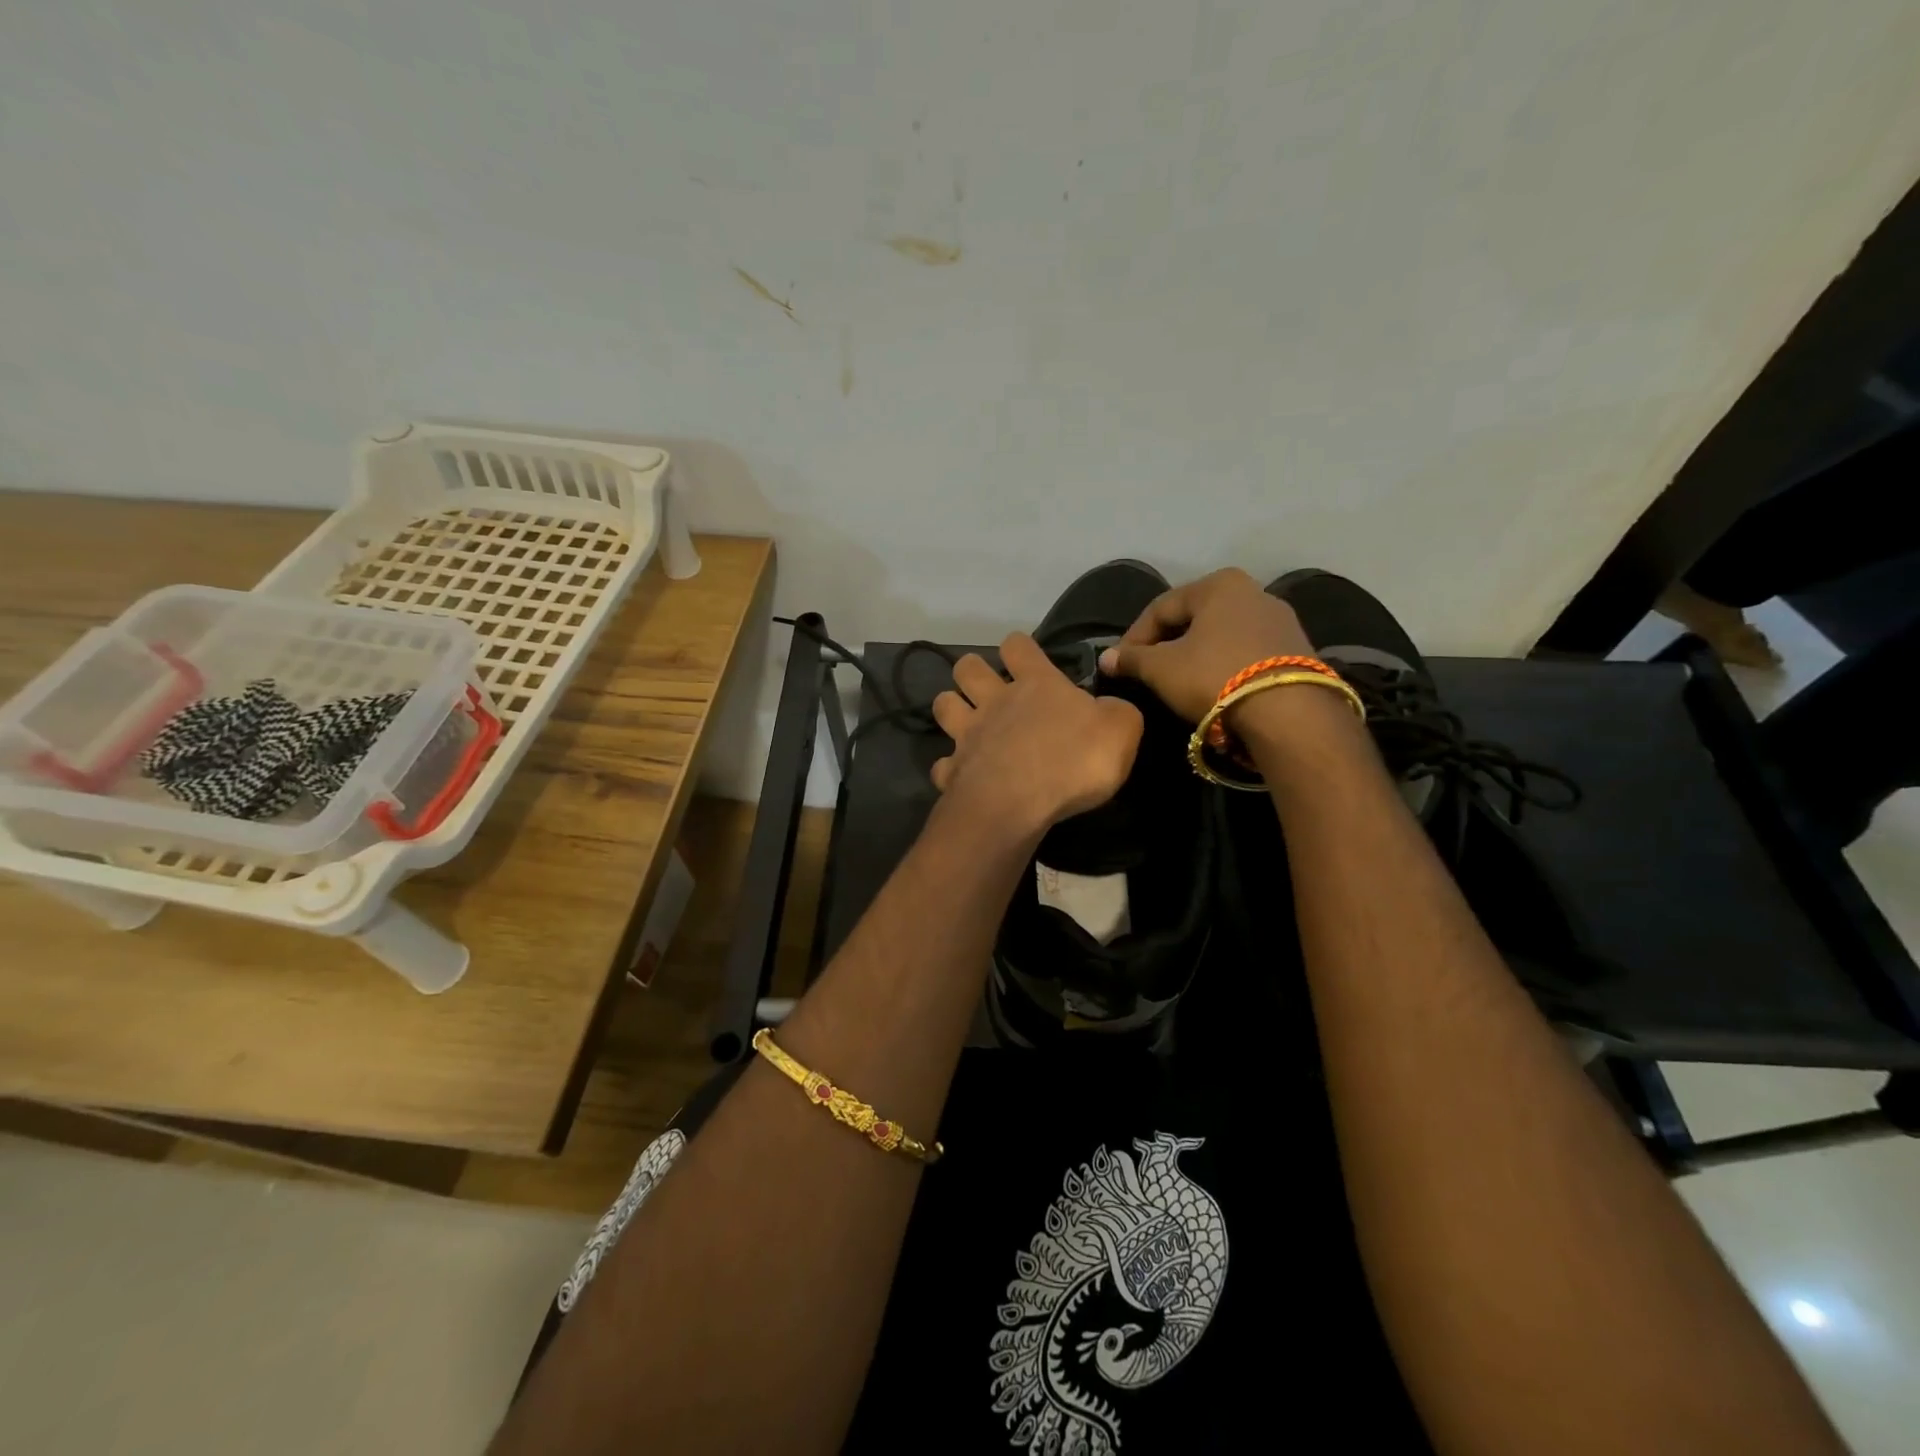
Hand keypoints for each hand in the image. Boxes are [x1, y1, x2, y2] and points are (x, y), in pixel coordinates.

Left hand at [930, 633, 1142, 839]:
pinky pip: (943, 765)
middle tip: (988, 688)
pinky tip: (963, 776)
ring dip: (951, 709)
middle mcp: (995, 702)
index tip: (1026, 659)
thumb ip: (1117, 712)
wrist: (1018, 804)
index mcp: (1036, 684)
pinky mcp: (952, 771)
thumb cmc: (1073, 760)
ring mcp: (967, 736)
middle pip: (966, 668)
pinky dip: (951, 768)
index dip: (1020, 648)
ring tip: (966, 724)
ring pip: (943, 705)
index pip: (1018, 645)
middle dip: (972, 671)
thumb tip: (1108, 708)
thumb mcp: (1121, 730)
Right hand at [1099, 568, 1314, 722]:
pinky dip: (1223, 665)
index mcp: (1219, 584)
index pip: (1161, 607)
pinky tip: (1213, 687)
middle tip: (1146, 671)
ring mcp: (1281, 620)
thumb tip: (1106, 658)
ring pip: (1221, 635)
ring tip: (1177, 682)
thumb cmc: (1215, 676)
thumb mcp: (1162, 669)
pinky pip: (1246, 652)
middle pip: (1194, 618)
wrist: (1289, 713)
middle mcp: (1254, 591)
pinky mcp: (1297, 650)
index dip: (1134, 636)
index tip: (1118, 663)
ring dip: (1195, 655)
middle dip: (1166, 644)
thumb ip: (1132, 659)